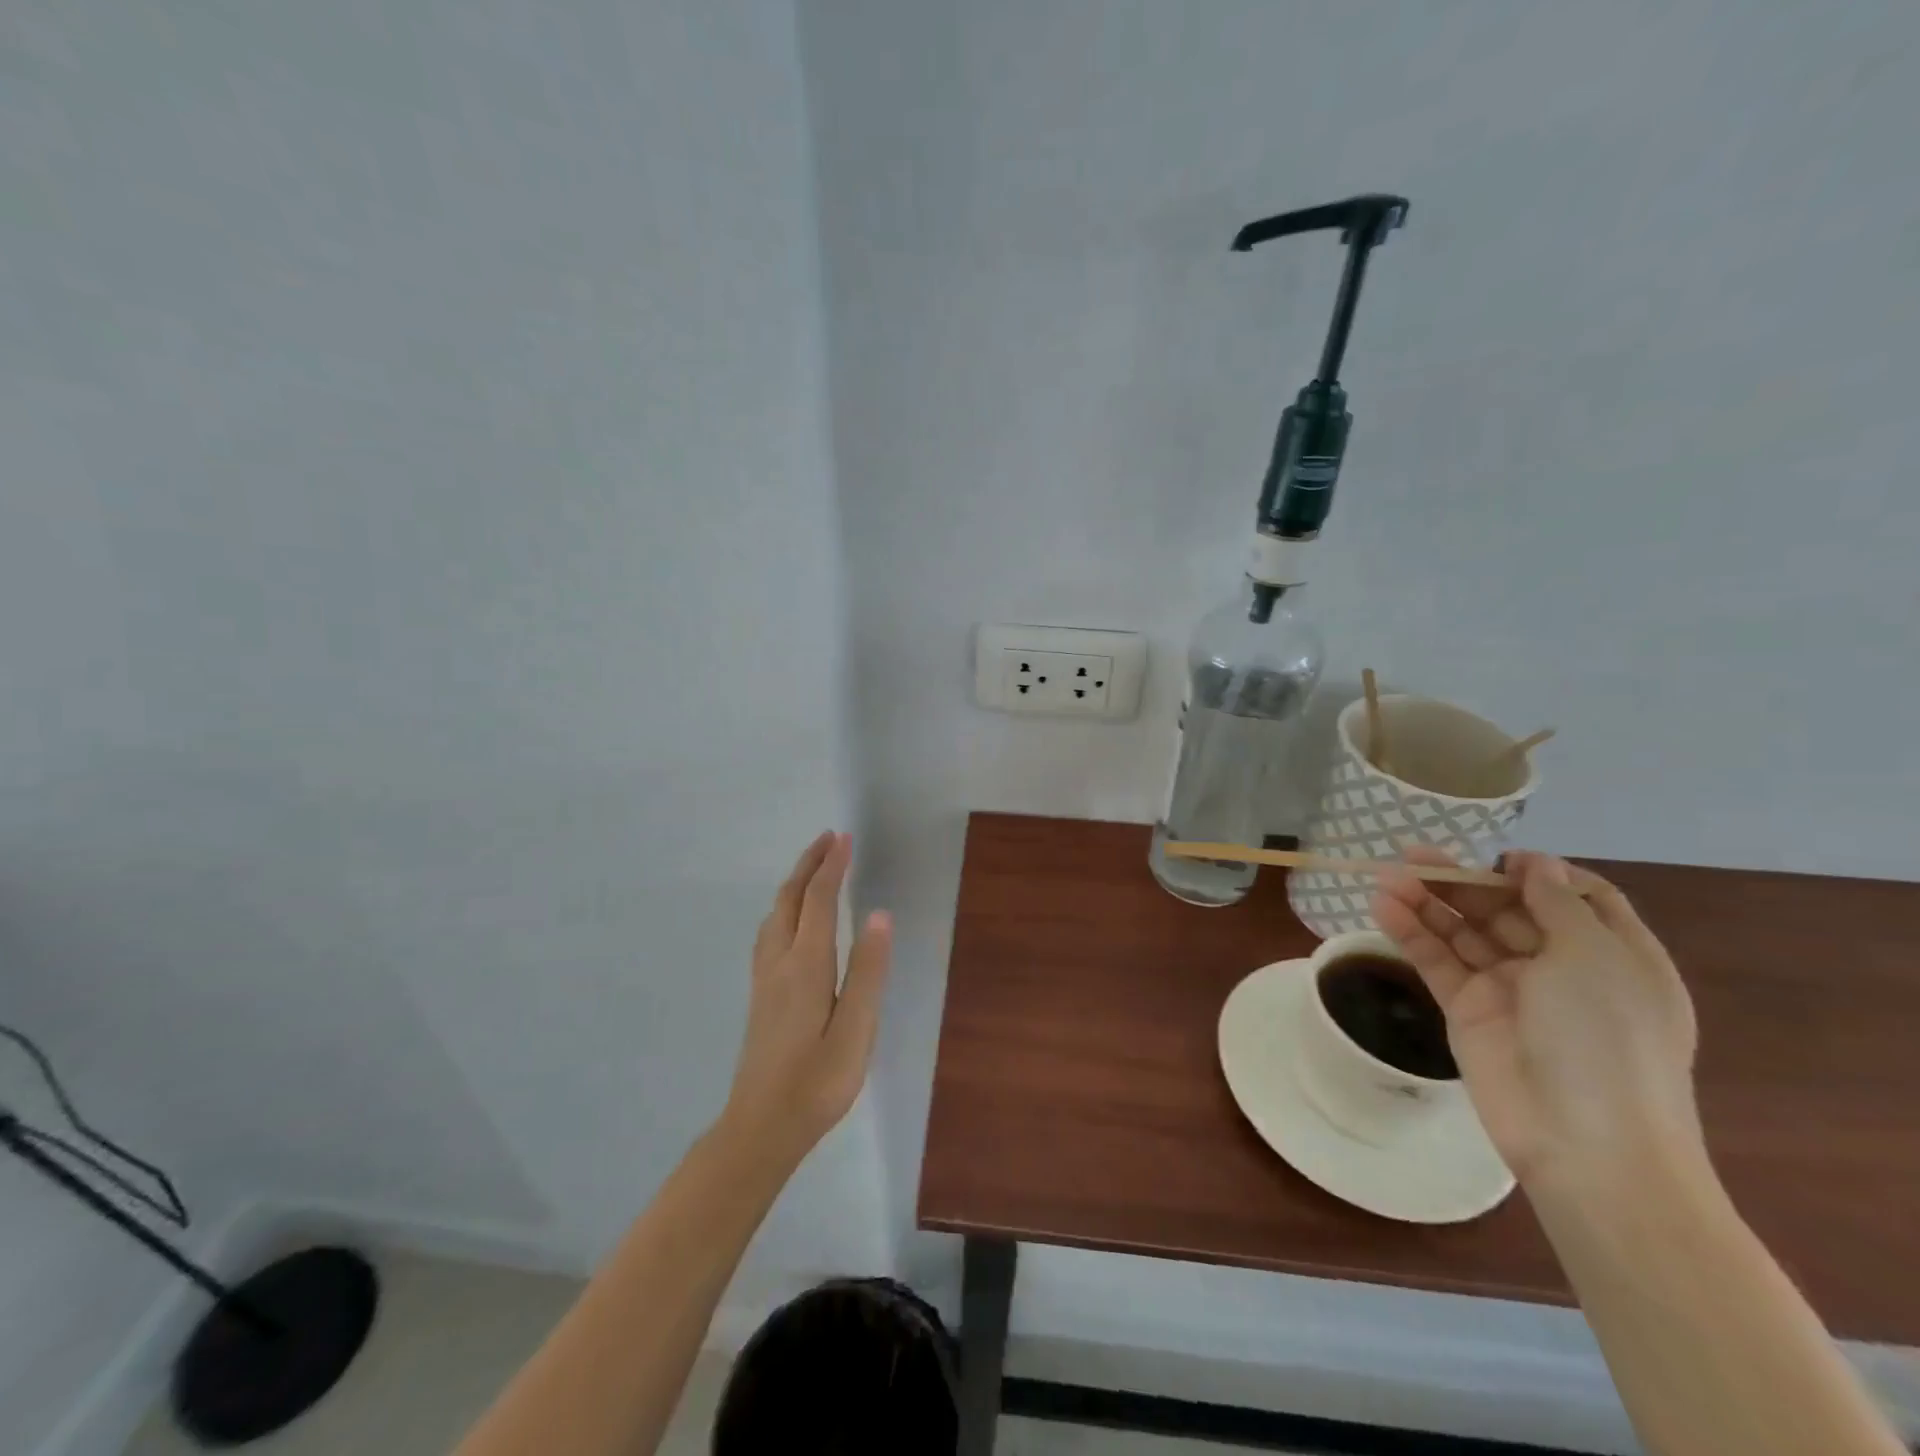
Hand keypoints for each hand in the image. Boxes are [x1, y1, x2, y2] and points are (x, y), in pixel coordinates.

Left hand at [723, 832, 891, 1164]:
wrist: (760, 1127)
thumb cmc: (817, 1082)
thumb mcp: (856, 1031)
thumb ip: (868, 971)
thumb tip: (879, 915)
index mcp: (806, 965)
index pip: (819, 900)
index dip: (832, 866)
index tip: (845, 838)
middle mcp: (780, 961)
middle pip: (790, 898)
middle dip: (809, 863)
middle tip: (829, 838)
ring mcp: (764, 977)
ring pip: (775, 913)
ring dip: (794, 882)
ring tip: (813, 867)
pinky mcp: (760, 994)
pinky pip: (770, 930)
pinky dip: (784, 906)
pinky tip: (789, 919)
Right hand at [1371, 850, 1701, 1193]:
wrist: (1585, 1143)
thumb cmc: (1607, 1039)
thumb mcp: (1595, 958)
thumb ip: (1557, 904)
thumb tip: (1534, 863)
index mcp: (1611, 955)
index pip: (1575, 898)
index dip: (1538, 874)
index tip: (1501, 861)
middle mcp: (1561, 967)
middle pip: (1506, 909)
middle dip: (1462, 880)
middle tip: (1411, 854)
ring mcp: (1510, 990)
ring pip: (1462, 932)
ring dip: (1426, 901)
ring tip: (1386, 876)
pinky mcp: (1467, 1010)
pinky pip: (1436, 961)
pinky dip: (1410, 933)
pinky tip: (1382, 907)